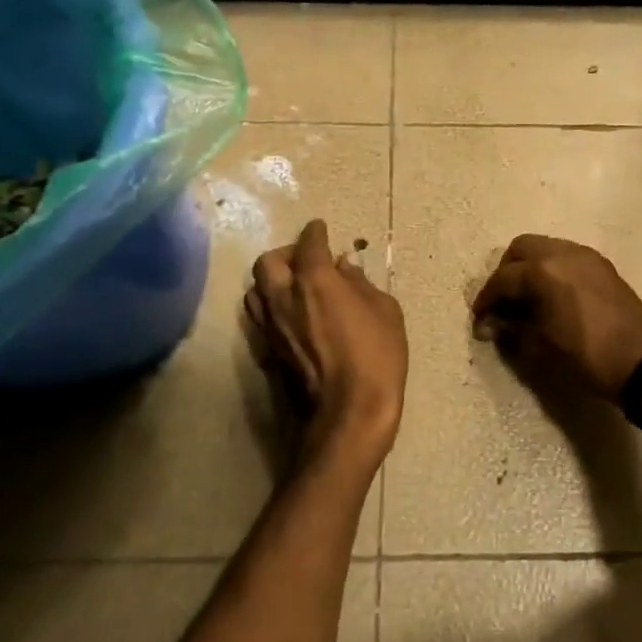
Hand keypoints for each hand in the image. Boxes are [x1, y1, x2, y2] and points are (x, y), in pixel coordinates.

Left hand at [245, 220, 406, 469]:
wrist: (349, 412)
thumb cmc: (376, 356)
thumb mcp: (385, 311)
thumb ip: (361, 284)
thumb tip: (344, 268)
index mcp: (315, 280)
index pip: (309, 244)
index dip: (315, 232)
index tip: (320, 229)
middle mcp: (284, 296)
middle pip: (268, 262)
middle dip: (286, 254)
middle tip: (306, 260)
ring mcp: (271, 326)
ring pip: (255, 290)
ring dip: (272, 281)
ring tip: (294, 287)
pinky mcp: (267, 350)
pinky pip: (260, 317)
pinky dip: (272, 307)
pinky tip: (292, 315)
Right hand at [472, 236, 641, 400]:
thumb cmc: (587, 357)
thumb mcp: (541, 347)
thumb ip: (512, 330)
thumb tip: (492, 325)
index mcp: (543, 270)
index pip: (502, 279)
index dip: (486, 301)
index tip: (480, 322)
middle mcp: (563, 252)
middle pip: (521, 249)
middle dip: (506, 274)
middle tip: (502, 304)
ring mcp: (586, 256)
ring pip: (545, 248)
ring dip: (529, 269)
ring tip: (526, 301)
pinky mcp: (602, 266)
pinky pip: (566, 257)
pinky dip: (551, 270)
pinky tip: (551, 298)